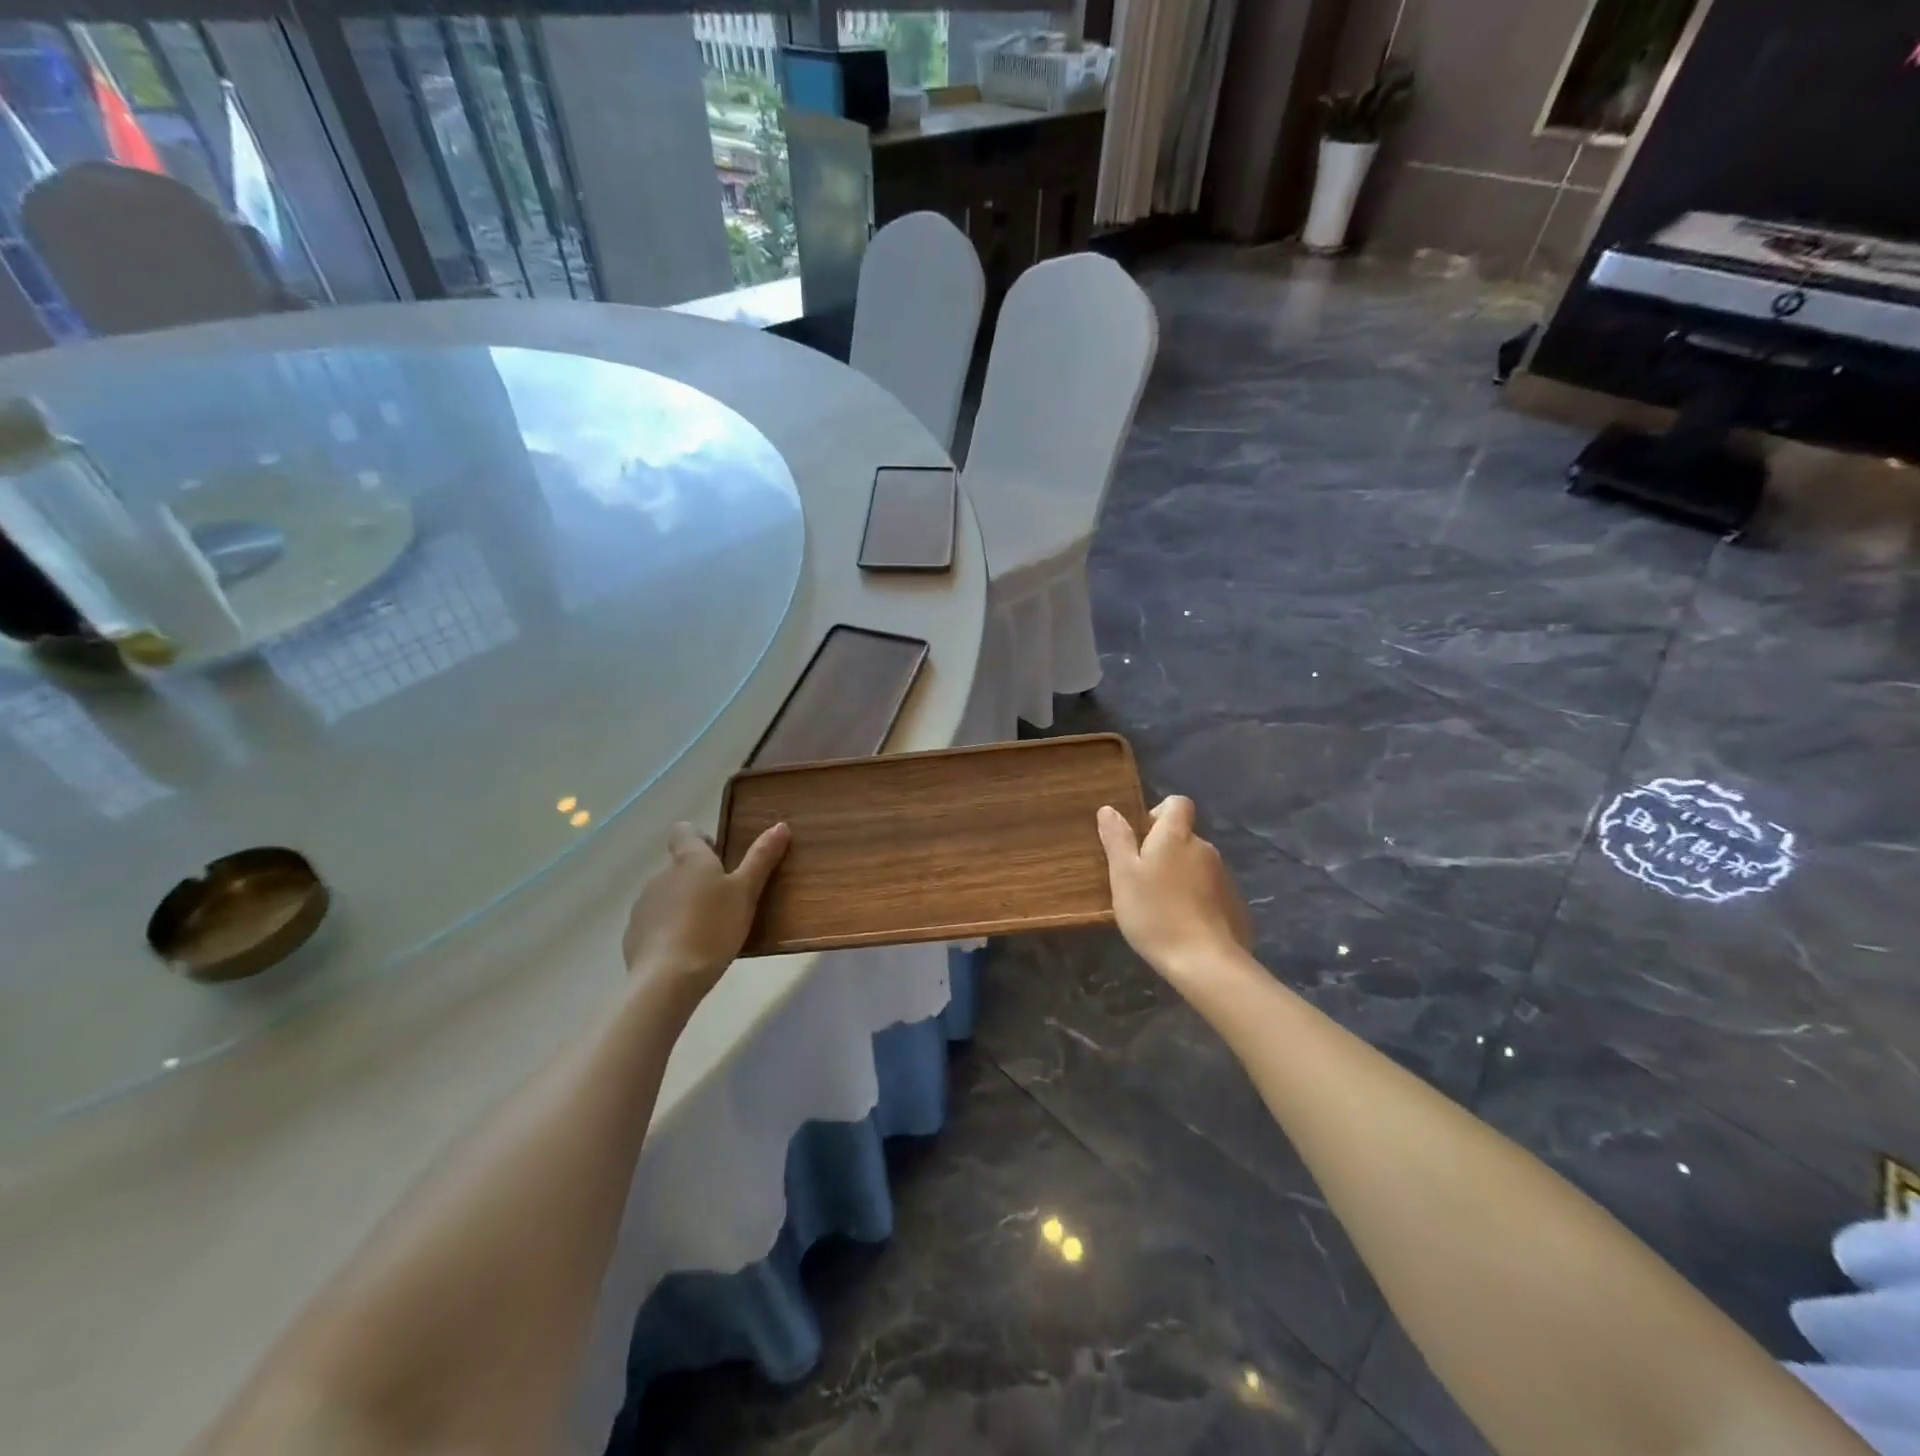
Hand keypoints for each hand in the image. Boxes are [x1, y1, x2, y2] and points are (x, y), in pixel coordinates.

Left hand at [622, 821, 789, 1009]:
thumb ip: (761, 858)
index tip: (719, 857)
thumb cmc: (714, 927)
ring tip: (707, 931)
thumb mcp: (746, 892)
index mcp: (689, 860)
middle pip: (679, 866)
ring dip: (683, 905)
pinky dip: (669, 931)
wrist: (667, 979)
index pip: (684, 831)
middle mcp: (661, 875)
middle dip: (698, 879)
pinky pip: (655, 924)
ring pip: (667, 896)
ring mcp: (643, 905)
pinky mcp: (633, 935)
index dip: (700, 839)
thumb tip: (780, 825)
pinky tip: (686, 952)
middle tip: (725, 902)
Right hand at [1097, 796, 1252, 989]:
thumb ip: (1117, 839)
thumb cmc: (1155, 913)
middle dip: (1165, 852)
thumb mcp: (1123, 876)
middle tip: (1142, 881)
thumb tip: (1109, 809)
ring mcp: (1224, 877)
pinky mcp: (1235, 904)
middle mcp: (1204, 848)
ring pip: (1196, 865)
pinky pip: (1210, 891)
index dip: (1159, 813)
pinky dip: (1197, 899)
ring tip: (1161, 907)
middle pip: (1184, 837)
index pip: (1177, 803)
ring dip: (1181, 877)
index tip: (1141, 838)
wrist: (1205, 961)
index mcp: (1176, 836)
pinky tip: (1183, 925)